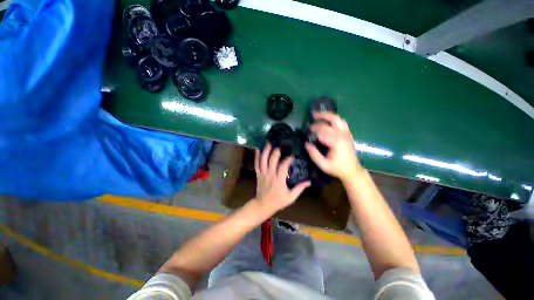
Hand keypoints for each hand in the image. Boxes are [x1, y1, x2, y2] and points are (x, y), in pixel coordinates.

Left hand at [254, 143, 310, 212]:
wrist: (263, 205)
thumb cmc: (278, 201)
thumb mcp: (291, 197)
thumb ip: (300, 188)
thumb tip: (309, 181)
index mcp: (279, 180)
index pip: (283, 166)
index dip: (288, 159)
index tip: (292, 154)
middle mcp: (270, 175)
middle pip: (272, 160)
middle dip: (276, 151)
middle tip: (281, 145)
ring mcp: (263, 174)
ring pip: (263, 160)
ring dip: (266, 151)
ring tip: (269, 142)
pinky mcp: (258, 174)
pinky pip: (256, 164)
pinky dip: (256, 156)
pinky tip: (257, 148)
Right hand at [305, 112, 362, 181]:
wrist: (352, 171)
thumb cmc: (337, 168)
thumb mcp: (323, 164)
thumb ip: (314, 154)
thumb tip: (306, 143)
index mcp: (336, 142)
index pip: (322, 131)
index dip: (313, 129)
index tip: (307, 130)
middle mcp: (342, 134)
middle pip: (330, 122)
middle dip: (319, 120)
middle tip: (311, 117)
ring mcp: (346, 133)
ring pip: (337, 119)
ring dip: (327, 115)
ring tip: (319, 114)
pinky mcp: (348, 134)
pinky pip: (341, 122)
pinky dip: (333, 119)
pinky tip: (328, 120)